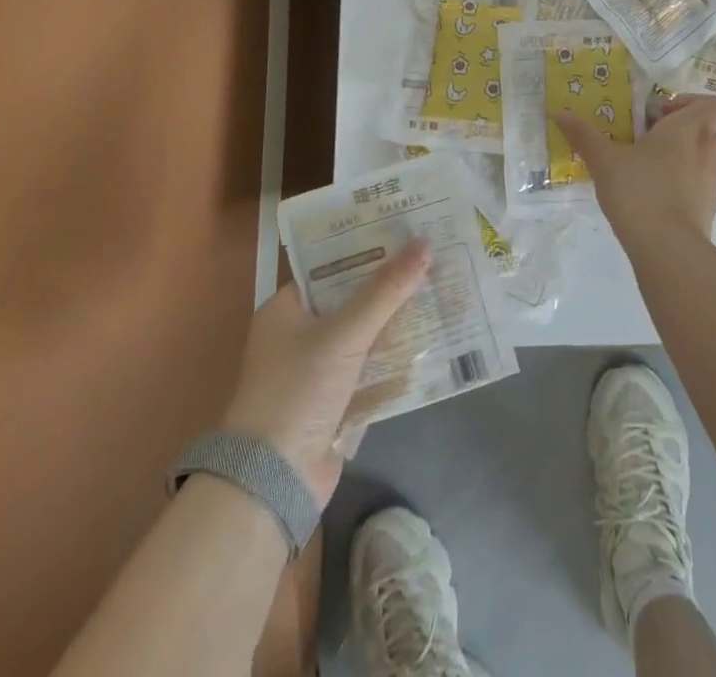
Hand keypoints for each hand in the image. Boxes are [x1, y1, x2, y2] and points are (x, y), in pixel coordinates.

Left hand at [220, 240, 429, 507]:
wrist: (273, 481)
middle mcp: (298, 334)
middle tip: (433, 260)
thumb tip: (424, 244)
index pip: (332, 266)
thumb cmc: (298, 390)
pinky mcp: (334, 403)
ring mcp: (316, 371)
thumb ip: (385, 291)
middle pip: (352, 300)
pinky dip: (394, 361)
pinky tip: (432, 345)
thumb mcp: (344, 334)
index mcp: (286, 309)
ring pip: (365, 336)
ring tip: (441, 294)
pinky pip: (370, 370)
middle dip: (390, 287)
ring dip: (397, 324)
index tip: (406, 233)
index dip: (368, 249)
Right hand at [553, 93, 715, 251]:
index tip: (660, 113)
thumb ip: (583, 134)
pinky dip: (684, 181)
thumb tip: (559, 113)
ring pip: (705, 155)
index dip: (691, 102)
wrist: (668, 250)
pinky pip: (700, 182)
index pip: (713, 104)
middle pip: (709, 127)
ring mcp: (712, 181)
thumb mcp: (604, 160)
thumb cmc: (639, 191)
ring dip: (684, 153)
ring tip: (648, 164)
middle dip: (683, 127)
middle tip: (650, 135)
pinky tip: (653, 192)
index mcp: (688, 129)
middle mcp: (708, 150)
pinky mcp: (708, 208)